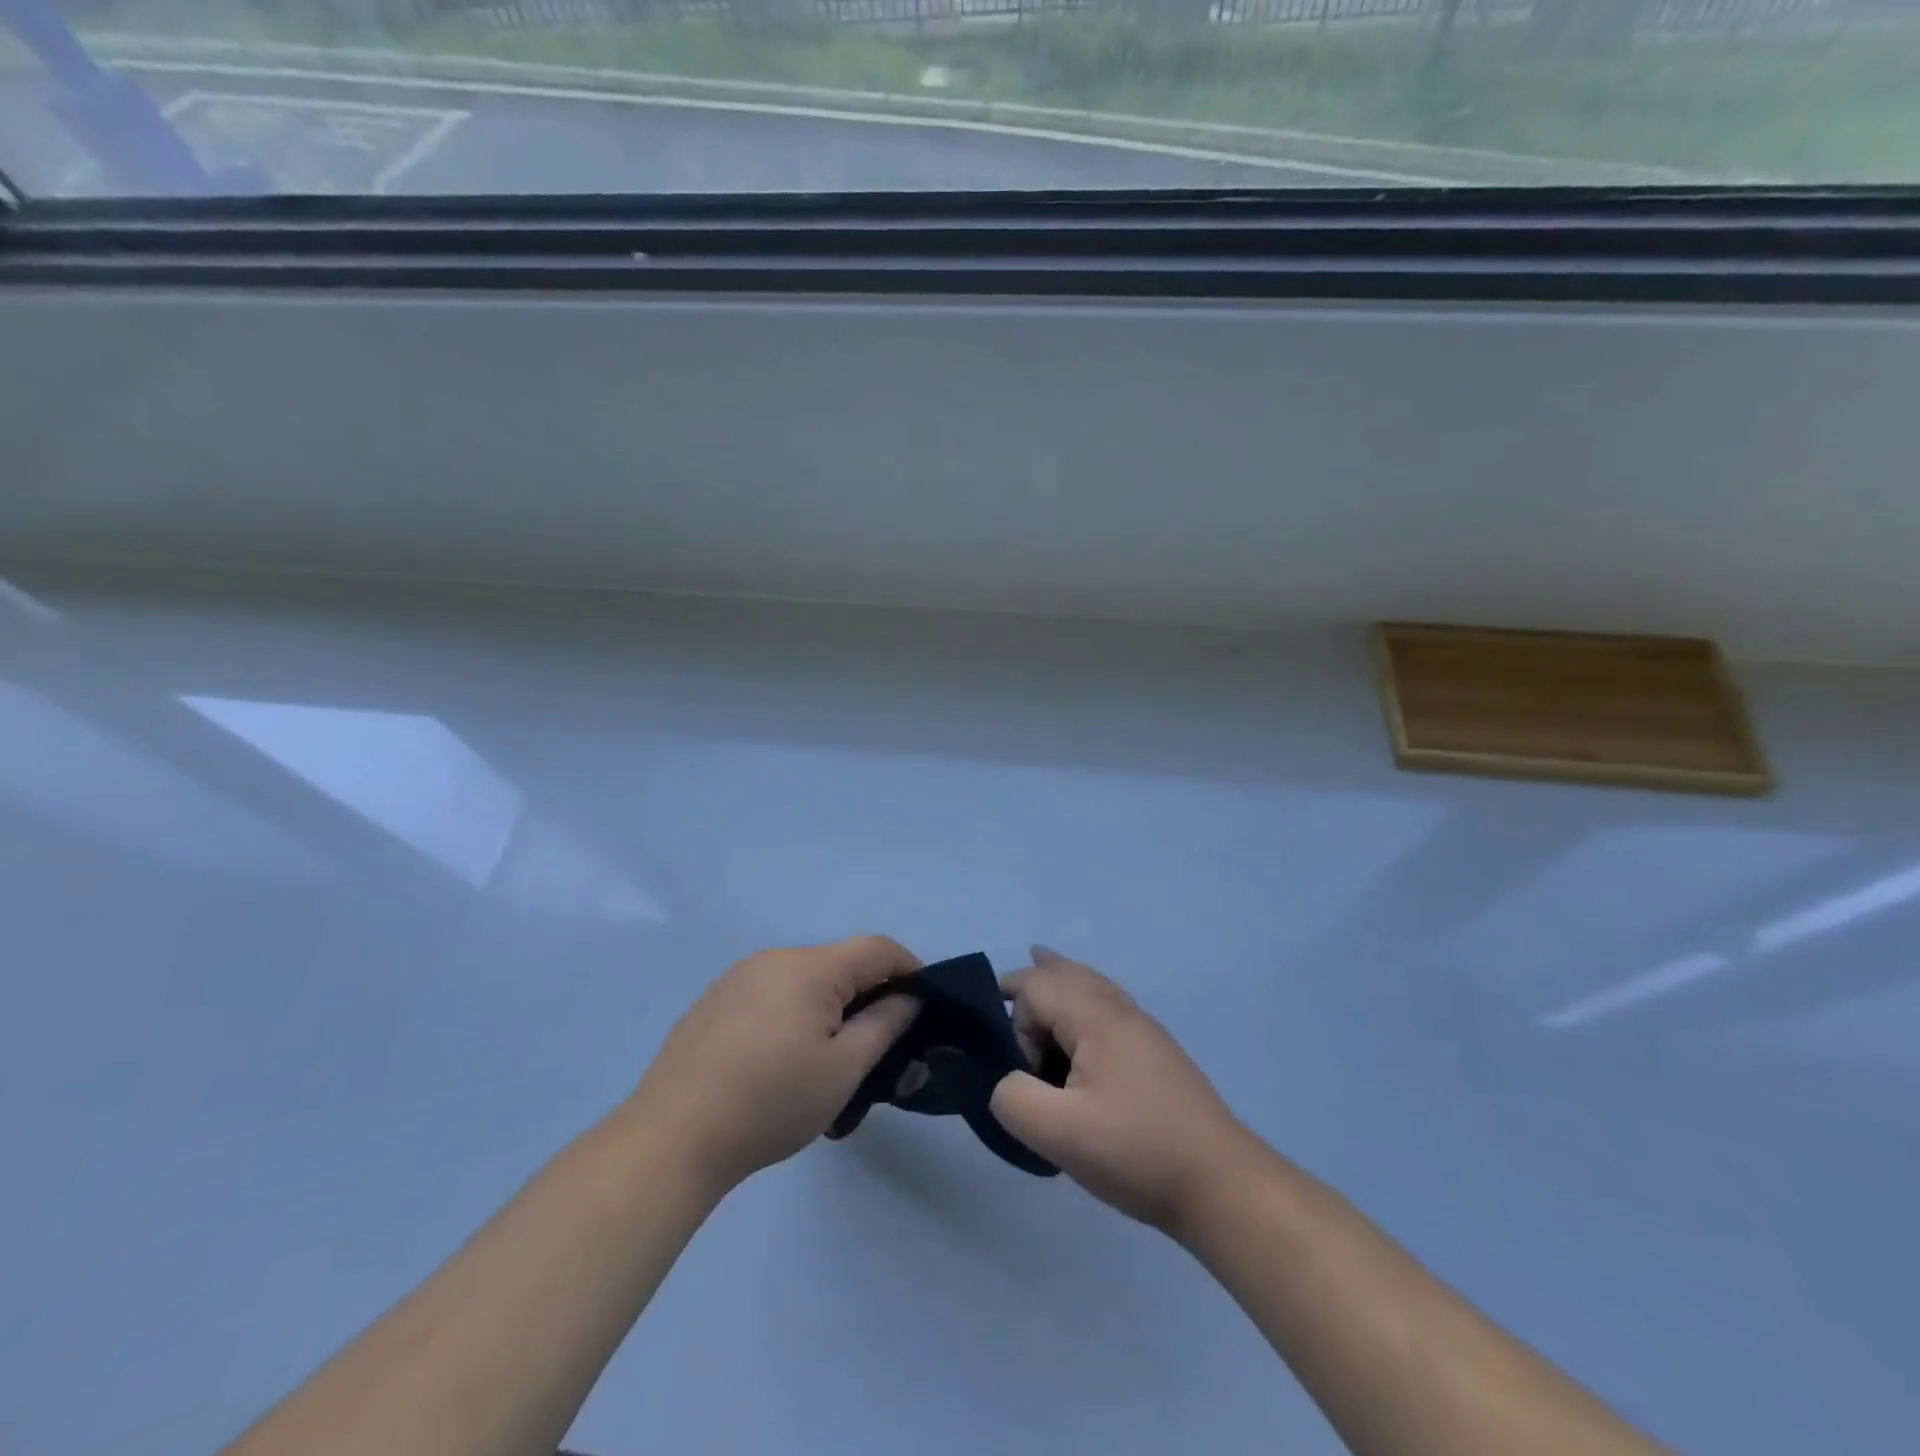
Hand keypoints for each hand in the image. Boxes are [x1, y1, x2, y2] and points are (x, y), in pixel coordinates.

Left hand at [631, 936, 921, 1195]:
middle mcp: (775, 958)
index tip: (925, 1004)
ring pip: (805, 978)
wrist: (672, 1137)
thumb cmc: (770, 1102)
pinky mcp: (716, 1000)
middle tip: (880, 1041)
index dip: (910, 968)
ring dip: (831, 1004)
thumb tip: (910, 998)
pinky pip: (773, 992)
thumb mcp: (843, 1070)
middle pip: (840, 961)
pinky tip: (783, 1057)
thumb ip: (885, 1025)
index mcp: (810, 967)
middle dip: (869, 992)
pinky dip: (795, 1011)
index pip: (877, 948)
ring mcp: (739, 977)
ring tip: (831, 1055)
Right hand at [991, 947, 1253, 1237]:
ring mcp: (1143, 1030)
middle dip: (1034, 978)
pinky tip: (1080, 1022)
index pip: (1035, 988)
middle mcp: (1120, 1010)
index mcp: (1096, 1017)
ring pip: (1092, 985)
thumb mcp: (1059, 1134)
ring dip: (1060, 982)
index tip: (1018, 1072)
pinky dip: (1083, 1002)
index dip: (1013, 1024)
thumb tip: (1008, 1081)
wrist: (1222, 1184)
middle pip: (1067, 973)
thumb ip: (1013, 1098)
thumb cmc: (1137, 1151)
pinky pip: (1108, 1007)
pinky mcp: (1155, 1053)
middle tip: (1002, 988)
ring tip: (1041, 964)